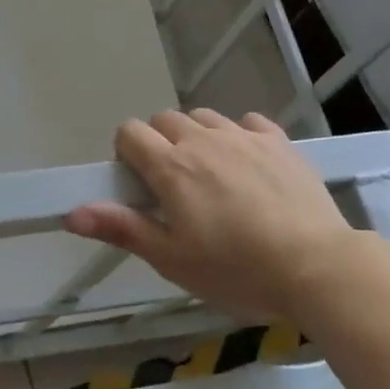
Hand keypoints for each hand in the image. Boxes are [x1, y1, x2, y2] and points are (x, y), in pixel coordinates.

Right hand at [65, 110, 374, 321]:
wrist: (318, 267)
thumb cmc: (236, 270)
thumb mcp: (172, 259)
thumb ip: (122, 228)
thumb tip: (71, 212)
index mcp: (171, 166)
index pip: (130, 132)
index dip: (127, 153)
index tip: (140, 185)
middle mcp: (203, 140)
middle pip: (164, 119)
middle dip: (159, 143)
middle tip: (174, 186)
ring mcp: (244, 137)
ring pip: (204, 118)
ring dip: (197, 136)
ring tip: (211, 175)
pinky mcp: (279, 142)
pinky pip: (247, 122)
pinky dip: (238, 135)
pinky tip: (247, 164)